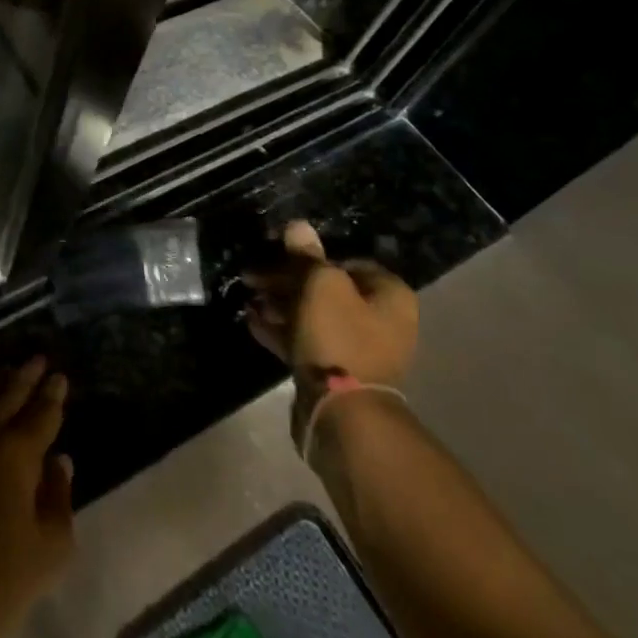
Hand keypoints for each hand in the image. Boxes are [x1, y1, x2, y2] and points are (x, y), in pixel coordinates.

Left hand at [0, 357, 75, 637]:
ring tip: (5, 373)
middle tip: (36, 359)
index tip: (59, 376)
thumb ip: (59, 497)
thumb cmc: (2, 580)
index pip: (40, 415)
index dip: (52, 395)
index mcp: (16, 453)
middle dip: (24, 378)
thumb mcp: (51, 548)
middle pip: (6, 399)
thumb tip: (59, 462)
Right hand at [246, 220, 417, 387]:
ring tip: (248, 300)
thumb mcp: (320, 285)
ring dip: (280, 306)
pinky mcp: (336, 373)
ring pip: (313, 316)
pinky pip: (306, 342)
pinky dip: (281, 331)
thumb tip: (298, 225)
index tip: (276, 254)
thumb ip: (308, 256)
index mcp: (389, 295)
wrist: (342, 412)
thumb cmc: (338, 337)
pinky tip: (252, 323)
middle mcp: (381, 320)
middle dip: (286, 282)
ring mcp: (359, 349)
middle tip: (251, 278)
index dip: (308, 256)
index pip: (345, 261)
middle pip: (326, 289)